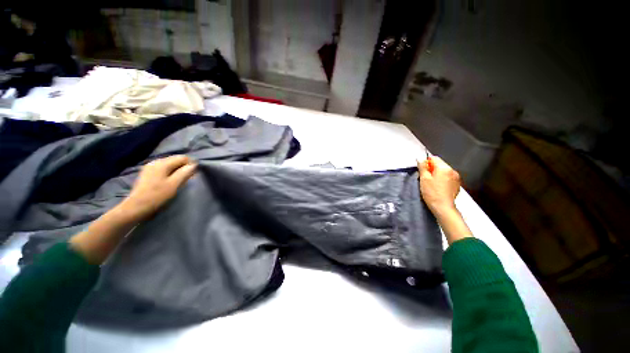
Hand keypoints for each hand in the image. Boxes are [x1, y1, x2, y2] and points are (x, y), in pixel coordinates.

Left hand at [120, 155, 196, 221]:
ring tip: (181, 180)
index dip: (191, 163)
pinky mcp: (147, 173)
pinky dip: (170, 172)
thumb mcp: (174, 184)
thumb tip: (194, 165)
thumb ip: (185, 173)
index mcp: (162, 163)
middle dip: (184, 167)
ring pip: (169, 164)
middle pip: (175, 160)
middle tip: (189, 177)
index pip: (182, 158)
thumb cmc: (157, 195)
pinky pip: (163, 169)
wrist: (136, 207)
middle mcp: (155, 162)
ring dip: (177, 170)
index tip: (195, 173)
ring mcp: (150, 167)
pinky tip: (170, 180)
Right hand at [418, 156, 460, 215]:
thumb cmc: (432, 193)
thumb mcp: (424, 179)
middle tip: (425, 178)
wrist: (443, 207)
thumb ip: (422, 167)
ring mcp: (456, 178)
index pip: (434, 158)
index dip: (426, 163)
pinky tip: (438, 187)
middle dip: (432, 169)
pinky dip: (442, 180)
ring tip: (431, 184)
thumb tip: (420, 159)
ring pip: (444, 171)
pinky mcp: (456, 184)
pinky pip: (448, 178)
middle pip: (440, 164)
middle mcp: (452, 171)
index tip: (422, 170)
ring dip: (437, 174)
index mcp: (444, 168)